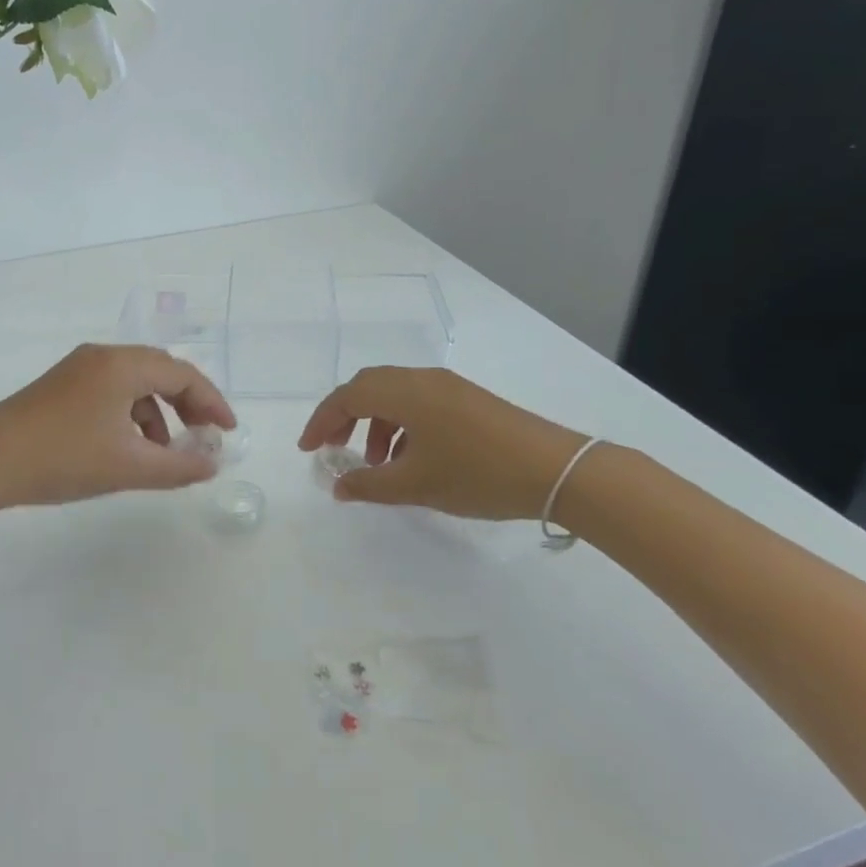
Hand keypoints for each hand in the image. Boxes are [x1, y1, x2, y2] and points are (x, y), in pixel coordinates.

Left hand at [0, 344, 236, 515]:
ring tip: (163, 452)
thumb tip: (213, 464)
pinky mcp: (60, 386)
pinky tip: (126, 447)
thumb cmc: (62, 459)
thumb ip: (178, 466)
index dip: (212, 402)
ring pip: (134, 383)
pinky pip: (111, 392)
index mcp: (122, 365)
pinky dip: (130, 415)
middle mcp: (102, 356)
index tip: (228, 432)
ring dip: (158, 413)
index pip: (183, 374)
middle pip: (160, 372)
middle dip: (187, 404)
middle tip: (203, 437)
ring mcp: (77, 369)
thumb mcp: (128, 467)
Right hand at [297, 367, 587, 519]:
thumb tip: (338, 487)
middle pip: (368, 387)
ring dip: (375, 424)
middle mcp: (424, 380)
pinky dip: (401, 425)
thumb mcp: (415, 485)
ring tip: (376, 463)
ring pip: (395, 395)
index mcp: (405, 392)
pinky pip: (419, 403)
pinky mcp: (468, 400)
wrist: (558, 471)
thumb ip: (369, 485)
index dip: (321, 421)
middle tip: (333, 448)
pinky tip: (410, 459)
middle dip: (344, 416)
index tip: (308, 450)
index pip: (347, 396)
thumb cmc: (478, 474)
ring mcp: (449, 388)